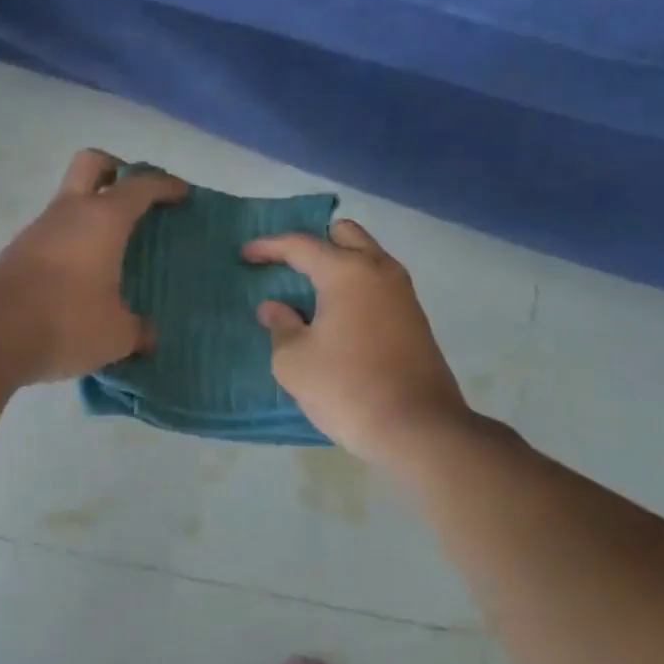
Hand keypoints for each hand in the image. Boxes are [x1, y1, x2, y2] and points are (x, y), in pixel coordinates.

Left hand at [0, 149, 186, 382]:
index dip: (164, 185)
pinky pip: (53, 234)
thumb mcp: (116, 334)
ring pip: (69, 200)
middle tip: (135, 196)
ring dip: (91, 212)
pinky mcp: (16, 253)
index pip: (141, 185)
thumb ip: (137, 330)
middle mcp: (69, 212)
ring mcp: (38, 230)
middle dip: (117, 169)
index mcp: (103, 219)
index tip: (181, 193)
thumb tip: (146, 334)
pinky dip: (72, 242)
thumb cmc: (66, 322)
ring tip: (113, 248)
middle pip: (92, 163)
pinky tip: (82, 277)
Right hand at [243, 219, 471, 467]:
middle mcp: (380, 271)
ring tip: (310, 289)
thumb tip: (274, 308)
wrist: (417, 429)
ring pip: (368, 257)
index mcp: (347, 272)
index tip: (245, 255)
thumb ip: (280, 326)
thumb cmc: (346, 388)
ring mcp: (403, 294)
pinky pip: (379, 283)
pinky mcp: (415, 319)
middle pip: (345, 234)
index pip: (301, 245)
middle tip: (287, 264)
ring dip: (339, 263)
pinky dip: (355, 285)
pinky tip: (337, 313)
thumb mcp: (294, 361)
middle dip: (313, 242)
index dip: (269, 247)